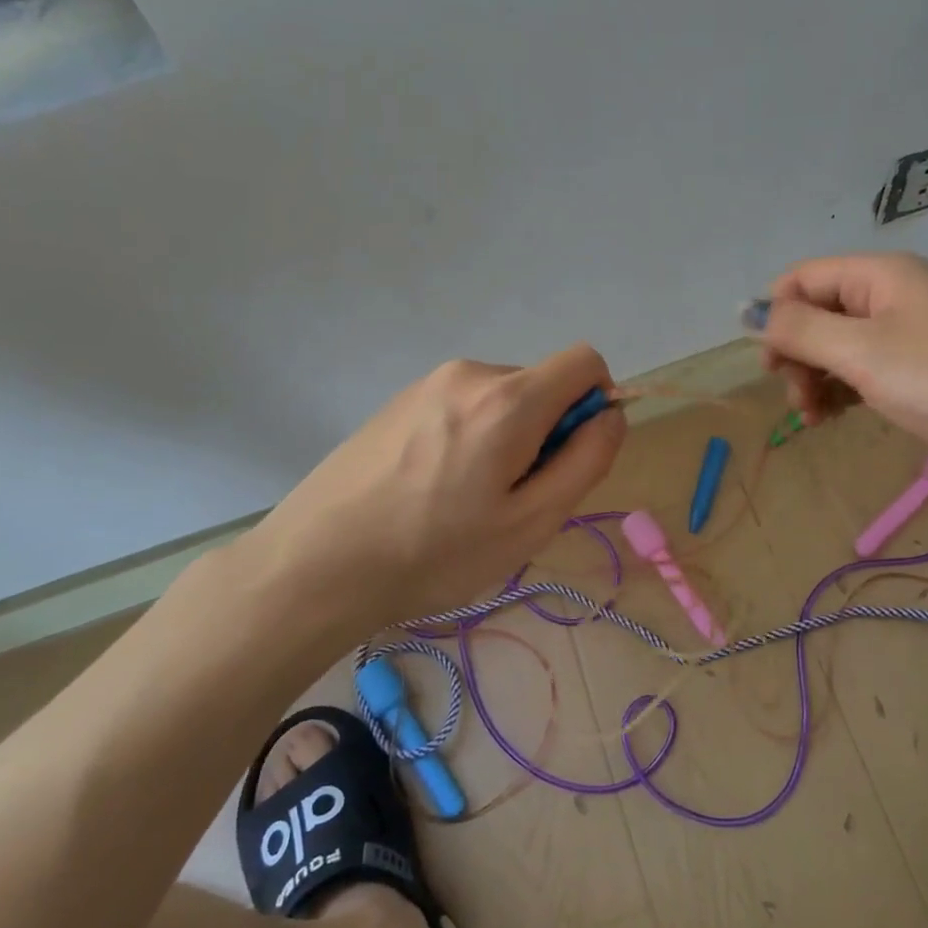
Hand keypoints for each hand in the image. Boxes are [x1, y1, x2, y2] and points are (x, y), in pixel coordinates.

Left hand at [239, 345, 624, 627]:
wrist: (316, 564)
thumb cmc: (436, 552)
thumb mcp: (531, 522)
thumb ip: (587, 461)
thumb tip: (611, 415)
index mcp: (509, 398)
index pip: (585, 362)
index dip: (596, 405)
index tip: (569, 459)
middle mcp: (470, 374)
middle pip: (541, 386)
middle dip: (547, 432)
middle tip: (511, 500)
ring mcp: (428, 384)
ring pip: (502, 400)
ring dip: (507, 439)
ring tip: (467, 500)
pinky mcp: (399, 401)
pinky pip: (462, 407)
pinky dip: (471, 438)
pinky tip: (433, 489)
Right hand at [756, 252, 927, 487]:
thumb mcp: (864, 352)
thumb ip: (799, 331)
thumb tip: (743, 312)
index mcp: (879, 276)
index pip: (802, 279)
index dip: (775, 316)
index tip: (770, 365)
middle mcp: (890, 298)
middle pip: (817, 314)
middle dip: (797, 355)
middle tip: (799, 399)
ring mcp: (907, 337)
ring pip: (837, 348)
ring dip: (815, 379)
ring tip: (815, 417)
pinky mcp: (919, 374)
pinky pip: (862, 373)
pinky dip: (841, 393)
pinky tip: (834, 418)